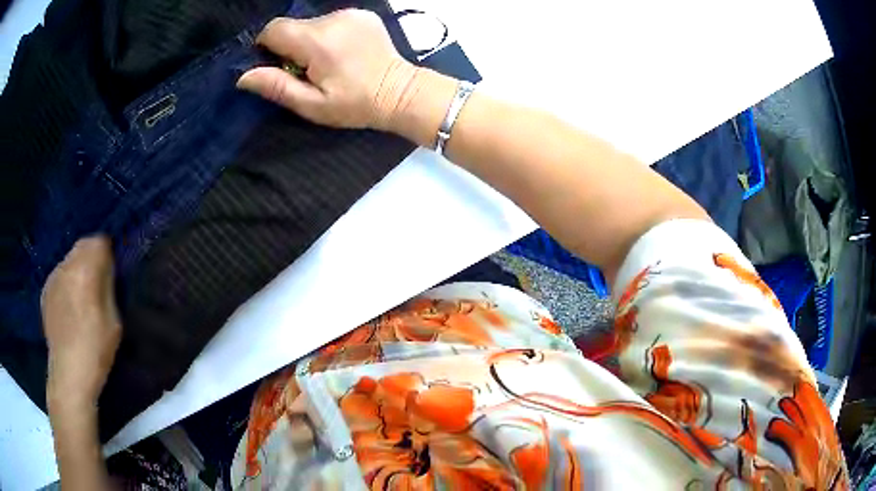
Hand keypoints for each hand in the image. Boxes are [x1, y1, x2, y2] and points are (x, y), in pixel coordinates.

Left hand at [42, 236, 120, 409]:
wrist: (69, 374)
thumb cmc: (96, 349)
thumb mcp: (114, 319)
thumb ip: (108, 286)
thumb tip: (107, 267)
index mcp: (85, 269)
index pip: (100, 241)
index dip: (108, 254)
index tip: (112, 272)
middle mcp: (66, 265)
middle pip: (83, 245)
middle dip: (91, 258)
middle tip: (98, 284)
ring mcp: (53, 277)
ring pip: (69, 260)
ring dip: (77, 270)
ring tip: (81, 298)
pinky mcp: (45, 290)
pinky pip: (59, 276)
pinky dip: (66, 284)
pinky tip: (68, 308)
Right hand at [236, 9, 421, 130]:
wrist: (400, 93)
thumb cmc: (355, 104)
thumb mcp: (312, 105)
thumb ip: (277, 87)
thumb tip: (243, 76)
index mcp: (318, 41)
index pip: (274, 29)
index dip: (268, 47)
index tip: (279, 66)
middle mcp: (333, 19)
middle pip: (293, 26)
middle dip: (290, 47)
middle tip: (307, 71)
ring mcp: (351, 13)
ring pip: (311, 23)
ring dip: (309, 41)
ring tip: (328, 63)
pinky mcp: (363, 14)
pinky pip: (331, 21)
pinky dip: (328, 35)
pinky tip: (342, 52)